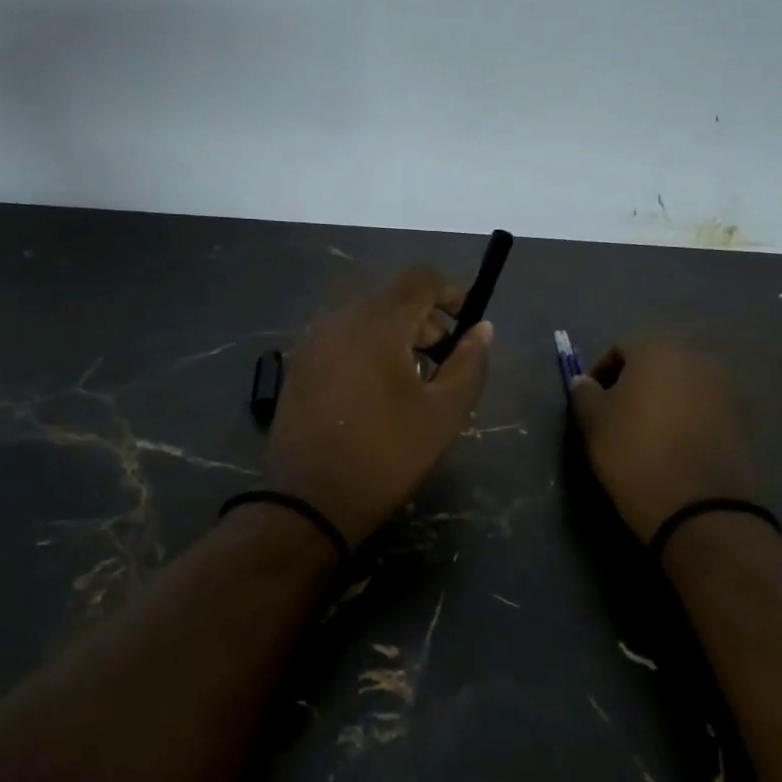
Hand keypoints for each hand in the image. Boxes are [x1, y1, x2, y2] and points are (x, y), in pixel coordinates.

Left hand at [265, 266, 492, 547]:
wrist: (309, 502)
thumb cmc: (385, 455)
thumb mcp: (443, 414)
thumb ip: (469, 364)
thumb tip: (483, 329)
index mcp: (376, 323)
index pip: (419, 278)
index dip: (451, 292)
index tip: (468, 324)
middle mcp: (338, 320)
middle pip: (392, 298)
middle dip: (426, 321)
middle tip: (446, 363)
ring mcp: (312, 343)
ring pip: (366, 319)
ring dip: (398, 336)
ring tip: (415, 382)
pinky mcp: (299, 367)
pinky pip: (343, 340)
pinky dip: (369, 350)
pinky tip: (378, 393)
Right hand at [568, 339, 756, 541]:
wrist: (699, 506)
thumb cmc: (634, 454)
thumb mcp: (594, 424)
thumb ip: (585, 394)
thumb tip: (583, 381)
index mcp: (656, 350)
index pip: (620, 349)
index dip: (602, 373)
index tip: (592, 402)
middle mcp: (695, 357)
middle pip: (657, 362)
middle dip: (636, 383)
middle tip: (618, 415)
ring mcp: (724, 386)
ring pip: (683, 384)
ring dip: (664, 400)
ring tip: (648, 432)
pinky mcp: (741, 417)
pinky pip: (704, 407)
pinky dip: (688, 418)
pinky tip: (675, 445)